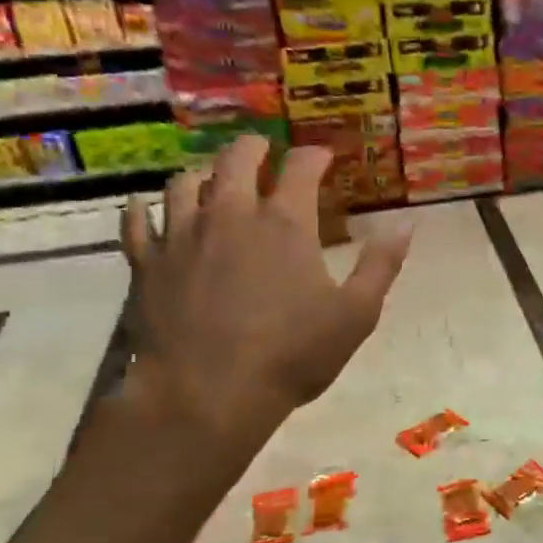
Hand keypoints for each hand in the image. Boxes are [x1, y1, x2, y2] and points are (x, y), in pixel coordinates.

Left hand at [120, 137, 410, 431]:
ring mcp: (182, 235)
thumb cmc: (291, 354)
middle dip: (254, 147)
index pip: (301, 166)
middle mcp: (230, 214)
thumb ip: (381, 265)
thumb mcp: (356, 314)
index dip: (314, 155)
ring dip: (203, 174)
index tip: (322, 157)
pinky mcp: (147, 263)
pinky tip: (146, 210)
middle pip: (237, 158)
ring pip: (185, 183)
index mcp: (284, 222)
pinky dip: (143, 211)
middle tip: (262, 150)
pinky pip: (137, 223)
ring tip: (211, 180)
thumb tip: (406, 225)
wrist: (206, 394)